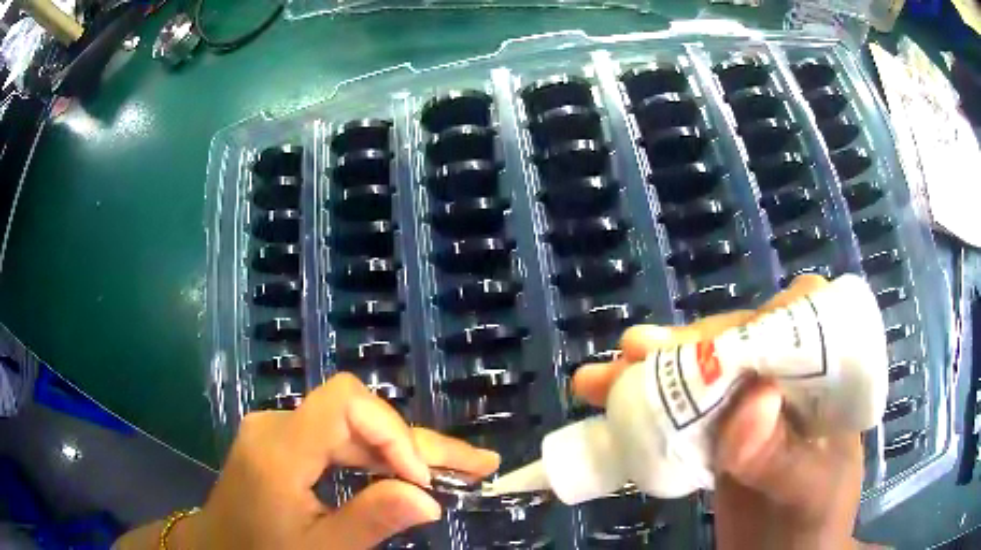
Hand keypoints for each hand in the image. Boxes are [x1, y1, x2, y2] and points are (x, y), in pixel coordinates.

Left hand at [120, 373, 499, 549]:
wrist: (217, 546)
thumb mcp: (319, 549)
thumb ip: (370, 521)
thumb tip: (430, 499)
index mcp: (278, 450)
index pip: (344, 404)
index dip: (392, 433)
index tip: (422, 480)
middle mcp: (277, 425)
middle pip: (358, 415)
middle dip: (420, 444)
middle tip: (478, 465)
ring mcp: (278, 428)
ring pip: (353, 427)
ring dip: (404, 450)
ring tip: (459, 468)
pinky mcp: (284, 439)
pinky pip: (338, 439)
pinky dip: (376, 456)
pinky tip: (407, 470)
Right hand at [571, 275, 863, 549]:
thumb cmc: (814, 525)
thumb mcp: (809, 494)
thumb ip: (784, 457)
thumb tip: (749, 407)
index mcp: (828, 377)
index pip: (799, 318)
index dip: (756, 319)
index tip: (706, 342)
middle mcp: (789, 379)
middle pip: (739, 341)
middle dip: (686, 345)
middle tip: (635, 353)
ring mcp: (750, 406)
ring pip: (702, 372)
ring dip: (651, 371)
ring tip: (599, 379)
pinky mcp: (719, 434)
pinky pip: (682, 410)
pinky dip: (645, 406)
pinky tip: (607, 400)